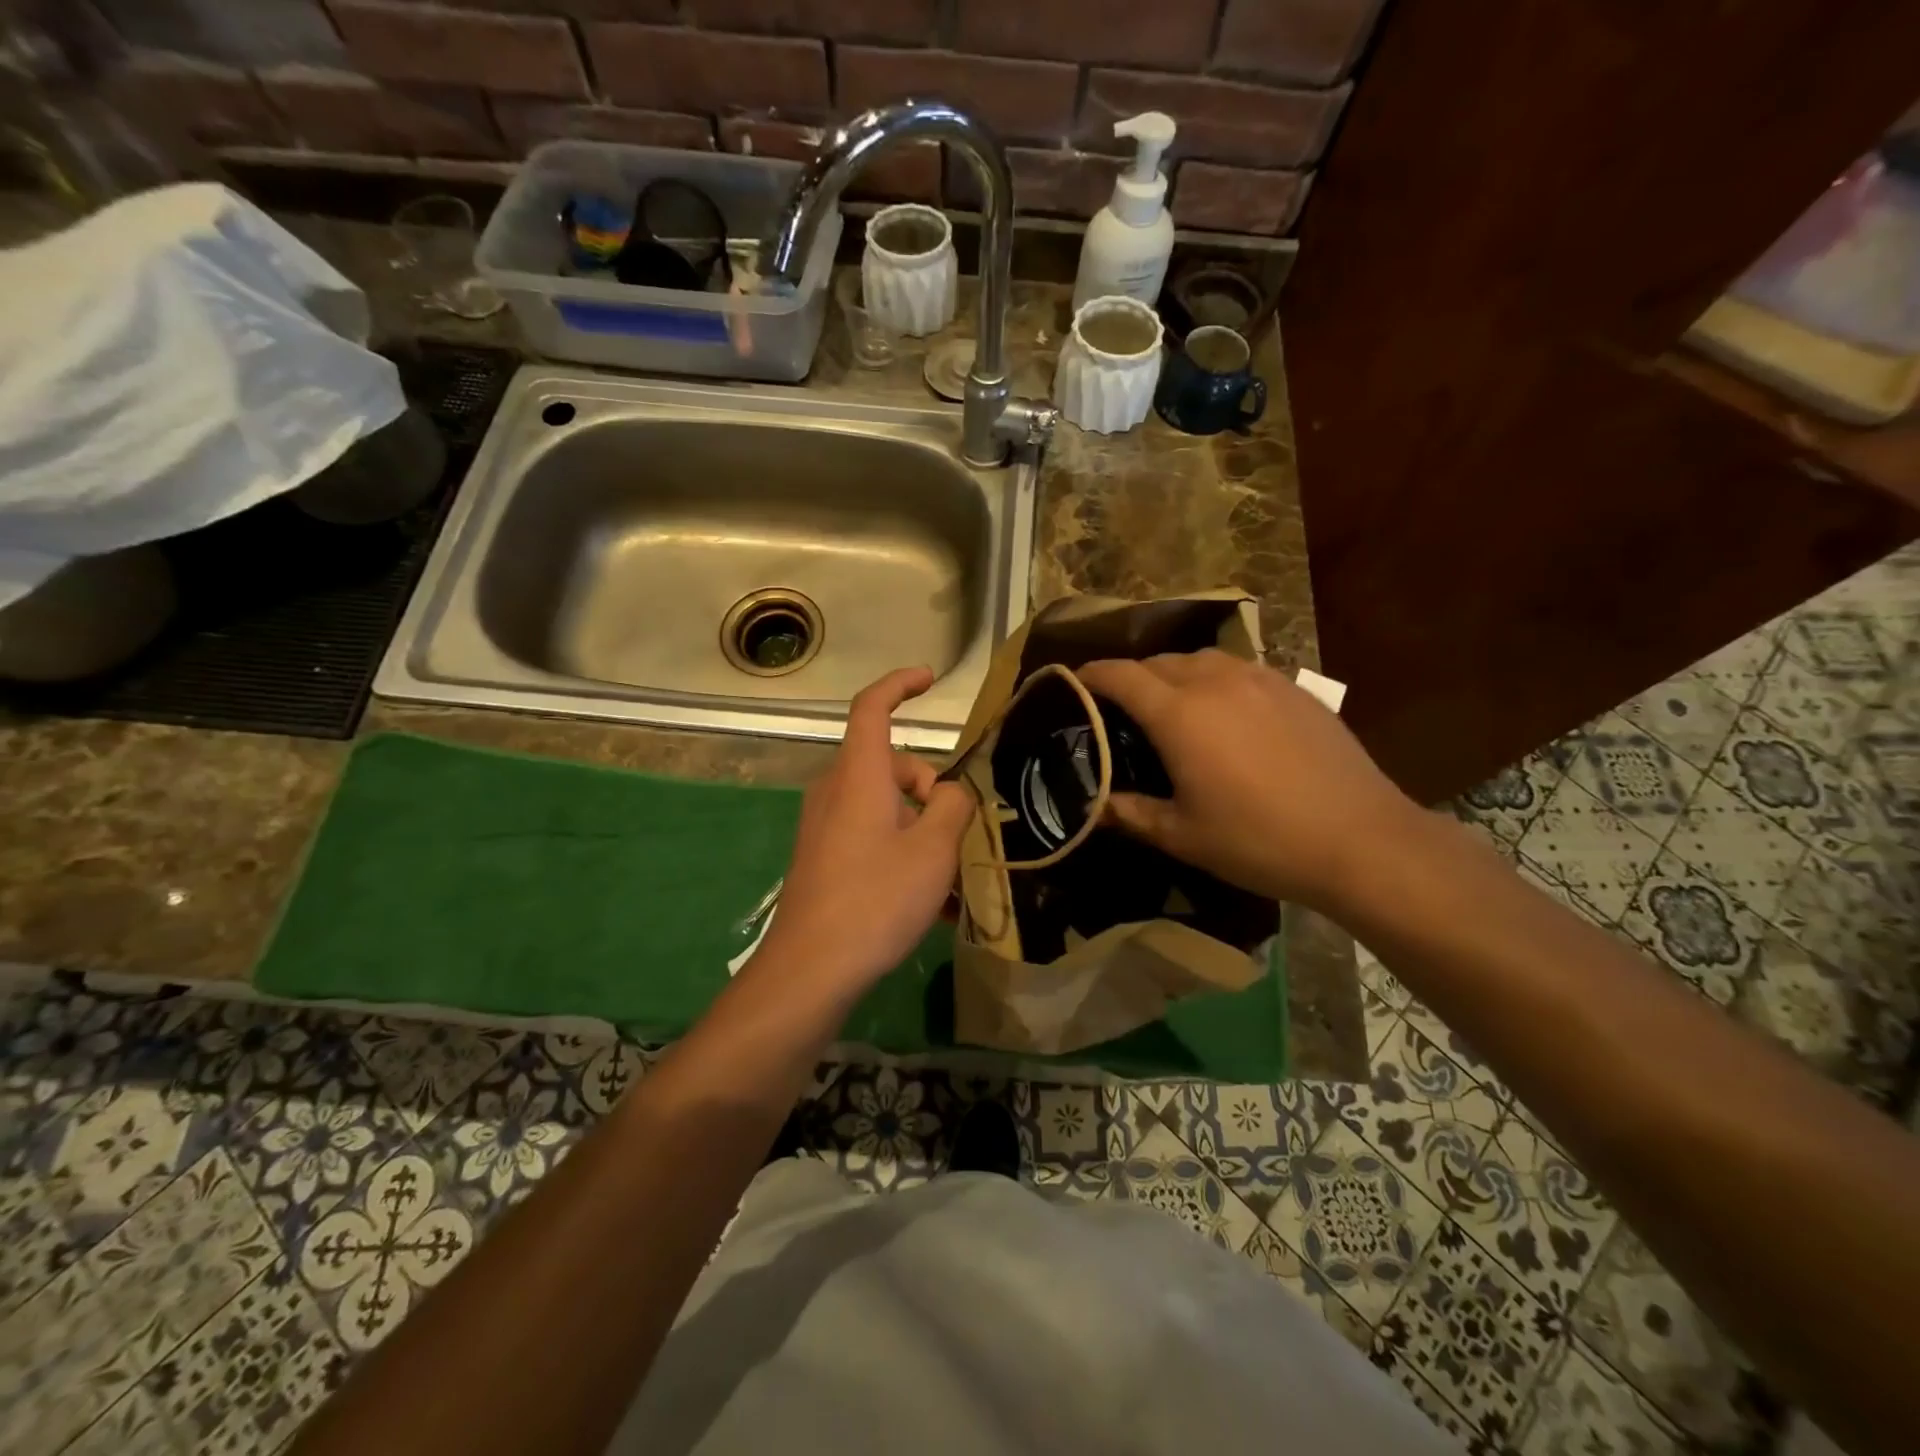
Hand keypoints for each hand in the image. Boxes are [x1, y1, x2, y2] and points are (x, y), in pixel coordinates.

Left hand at [754, 667, 972, 996]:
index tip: (929, 678)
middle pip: (890, 764)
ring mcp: (824, 826)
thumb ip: (953, 807)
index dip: (900, 684)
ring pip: (884, 805)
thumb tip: (954, 792)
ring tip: (951, 879)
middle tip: (957, 833)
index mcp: (858, 775)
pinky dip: (901, 851)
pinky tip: (928, 901)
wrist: (809, 970)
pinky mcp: (822, 857)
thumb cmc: (875, 899)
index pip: (872, 707)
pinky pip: (871, 836)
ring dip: (921, 827)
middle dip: (930, 787)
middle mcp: (835, 791)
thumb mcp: (933, 850)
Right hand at [1076, 651, 1419, 910]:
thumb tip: (1093, 806)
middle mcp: (1215, 681)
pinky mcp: (1295, 689)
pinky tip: (1226, 714)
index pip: (1120, 675)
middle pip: (1159, 661)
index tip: (1073, 683)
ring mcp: (1261, 679)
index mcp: (1179, 713)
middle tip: (1120, 708)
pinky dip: (1216, 681)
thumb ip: (1131, 813)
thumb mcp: (1183, 835)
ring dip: (1175, 674)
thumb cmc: (1259, 840)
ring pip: (1201, 659)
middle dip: (1131, 677)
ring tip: (1172, 705)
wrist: (1361, 840)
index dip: (1091, 675)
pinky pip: (1239, 670)